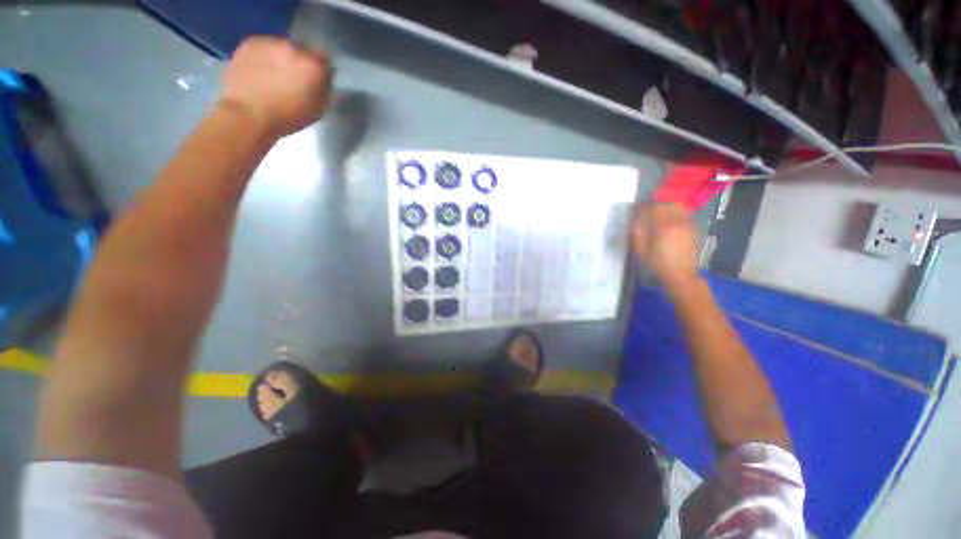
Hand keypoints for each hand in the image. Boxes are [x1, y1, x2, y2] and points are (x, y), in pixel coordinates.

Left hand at [219, 36, 332, 137]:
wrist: (247, 115)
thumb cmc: (287, 118)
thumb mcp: (318, 110)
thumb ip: (323, 90)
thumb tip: (322, 81)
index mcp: (314, 66)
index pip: (325, 61)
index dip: (321, 72)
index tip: (317, 82)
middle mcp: (294, 48)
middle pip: (303, 51)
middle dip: (300, 63)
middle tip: (294, 80)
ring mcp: (270, 42)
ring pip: (282, 47)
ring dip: (281, 59)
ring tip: (274, 77)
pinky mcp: (249, 42)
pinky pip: (263, 47)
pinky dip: (264, 57)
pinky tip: (259, 72)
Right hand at [631, 203, 700, 291]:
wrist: (680, 275)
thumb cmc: (656, 263)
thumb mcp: (640, 249)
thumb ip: (637, 232)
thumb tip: (636, 219)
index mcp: (662, 225)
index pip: (652, 208)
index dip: (643, 207)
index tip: (637, 210)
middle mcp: (677, 221)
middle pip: (666, 205)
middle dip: (656, 206)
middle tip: (648, 212)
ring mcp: (687, 224)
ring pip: (677, 208)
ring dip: (667, 208)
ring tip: (659, 215)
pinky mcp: (693, 229)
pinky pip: (684, 215)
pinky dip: (676, 214)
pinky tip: (670, 222)